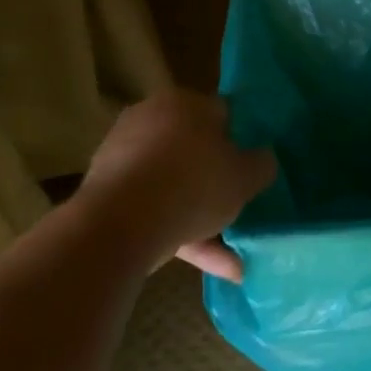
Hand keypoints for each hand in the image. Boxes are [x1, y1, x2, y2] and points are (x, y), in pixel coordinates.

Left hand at [80, 90, 275, 279]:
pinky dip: (180, 236)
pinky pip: (153, 211)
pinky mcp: (107, 194)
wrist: (119, 224)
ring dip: (201, 219)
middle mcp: (149, 120)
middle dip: (216, 182)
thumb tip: (263, 159)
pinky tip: (213, 267)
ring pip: (173, 186)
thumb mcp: (245, 176)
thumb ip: (261, 164)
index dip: (241, 141)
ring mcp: (123, 157)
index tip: (251, 168)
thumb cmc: (193, 184)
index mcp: (184, 103)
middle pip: (193, 151)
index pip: (221, 114)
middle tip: (238, 206)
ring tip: (234, 259)